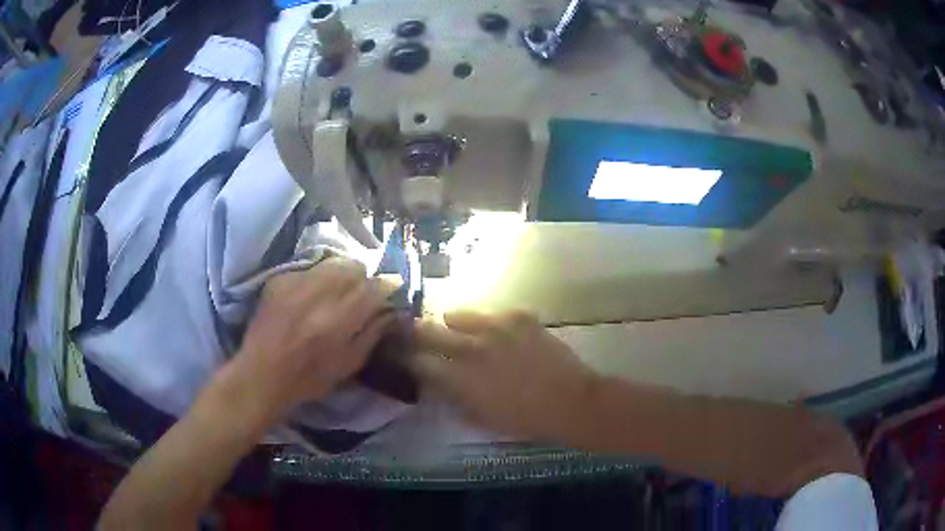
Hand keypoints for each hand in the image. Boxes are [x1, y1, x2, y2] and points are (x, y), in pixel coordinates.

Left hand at [226, 257, 398, 425]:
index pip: (374, 287)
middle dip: (363, 277)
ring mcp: (296, 283)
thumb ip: (372, 334)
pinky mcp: (279, 280)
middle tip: (361, 292)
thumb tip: (391, 311)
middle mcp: (319, 294)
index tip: (391, 288)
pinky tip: (312, 295)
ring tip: (338, 290)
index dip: (387, 285)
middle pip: (354, 267)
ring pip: (332, 262)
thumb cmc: (309, 378)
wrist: (262, 374)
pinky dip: (317, 278)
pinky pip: (309, 268)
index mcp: (340, 320)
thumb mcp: (349, 364)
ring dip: (342, 273)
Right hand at [411, 310, 598, 439]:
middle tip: (417, 334)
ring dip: (454, 324)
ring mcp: (495, 328)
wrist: (569, 401)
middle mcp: (470, 348)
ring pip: (456, 313)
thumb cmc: (524, 420)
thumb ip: (453, 398)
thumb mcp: (480, 418)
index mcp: (459, 379)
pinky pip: (493, 313)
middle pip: (427, 330)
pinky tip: (503, 335)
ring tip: (464, 332)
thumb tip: (435, 383)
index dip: (406, 358)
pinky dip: (492, 324)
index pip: (417, 361)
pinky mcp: (518, 316)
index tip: (404, 356)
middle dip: (416, 332)